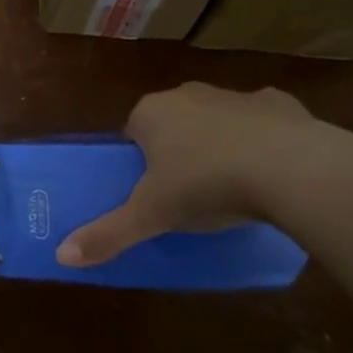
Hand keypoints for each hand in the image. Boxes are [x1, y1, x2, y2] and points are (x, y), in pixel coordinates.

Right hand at [57, 83, 352, 266]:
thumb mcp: (151, 216)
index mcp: (151, 113)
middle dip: (178, 151)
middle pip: (173, 124)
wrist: (291, 169)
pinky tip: (271, 172)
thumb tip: (61, 257)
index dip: (140, 163)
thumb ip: (107, 234)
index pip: (132, 132)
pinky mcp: (279, 102)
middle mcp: (188, 94)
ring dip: (219, 144)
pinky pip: (261, 122)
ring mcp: (235, 95)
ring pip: (217, 120)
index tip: (153, 192)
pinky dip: (262, 141)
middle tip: (189, 193)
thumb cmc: (206, 186)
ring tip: (232, 187)